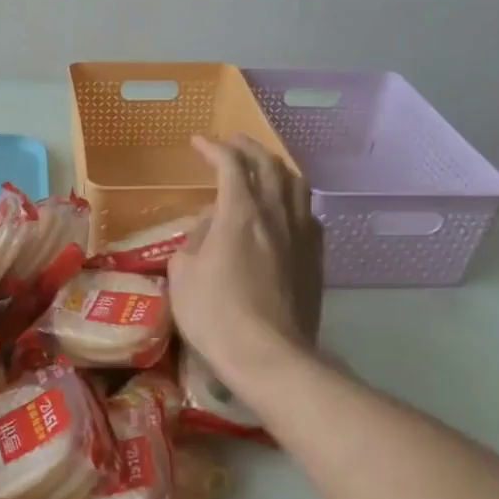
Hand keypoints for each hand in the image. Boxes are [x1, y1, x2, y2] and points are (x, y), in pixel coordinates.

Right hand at [167, 136, 322, 384]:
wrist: (269, 355)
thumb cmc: (216, 315)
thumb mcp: (183, 274)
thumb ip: (194, 240)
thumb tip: (210, 227)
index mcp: (240, 213)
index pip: (230, 165)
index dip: (214, 149)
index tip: (199, 143)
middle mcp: (276, 214)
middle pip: (269, 165)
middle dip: (248, 148)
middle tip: (231, 144)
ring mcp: (302, 235)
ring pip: (296, 184)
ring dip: (277, 167)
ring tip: (263, 166)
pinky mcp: (315, 258)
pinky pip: (309, 213)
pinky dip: (294, 198)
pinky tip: (288, 208)